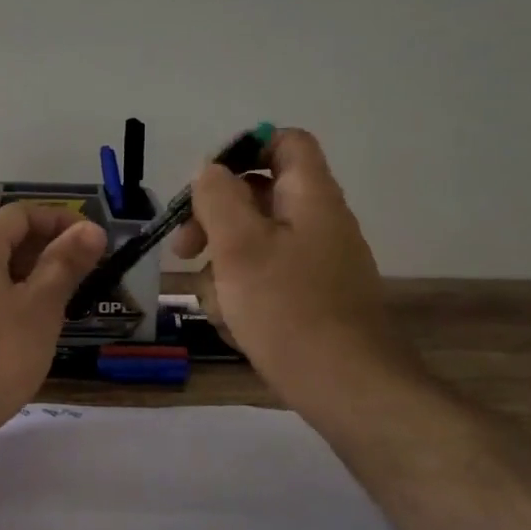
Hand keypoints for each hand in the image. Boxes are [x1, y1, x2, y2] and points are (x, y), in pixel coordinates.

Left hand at [0, 203, 106, 451]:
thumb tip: (91, 229)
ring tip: (50, 310)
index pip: (20, 214)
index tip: (91, 242)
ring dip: (20, 281)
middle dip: (42, 253)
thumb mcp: (41, 308)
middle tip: (77, 279)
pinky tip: (12, 337)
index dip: (60, 221)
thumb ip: (65, 264)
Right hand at [171, 128, 423, 404]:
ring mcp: (317, 264)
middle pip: (258, 197)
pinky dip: (243, 296)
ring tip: (216, 304)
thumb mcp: (240, 245)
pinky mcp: (311, 299)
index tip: (204, 185)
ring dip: (223, 268)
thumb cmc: (287, 308)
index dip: (242, 151)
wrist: (346, 387)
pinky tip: (235, 326)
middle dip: (214, 221)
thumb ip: (218, 198)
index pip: (284, 142)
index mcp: (310, 196)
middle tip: (184, 250)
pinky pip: (266, 282)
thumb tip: (210, 172)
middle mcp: (318, 222)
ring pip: (254, 246)